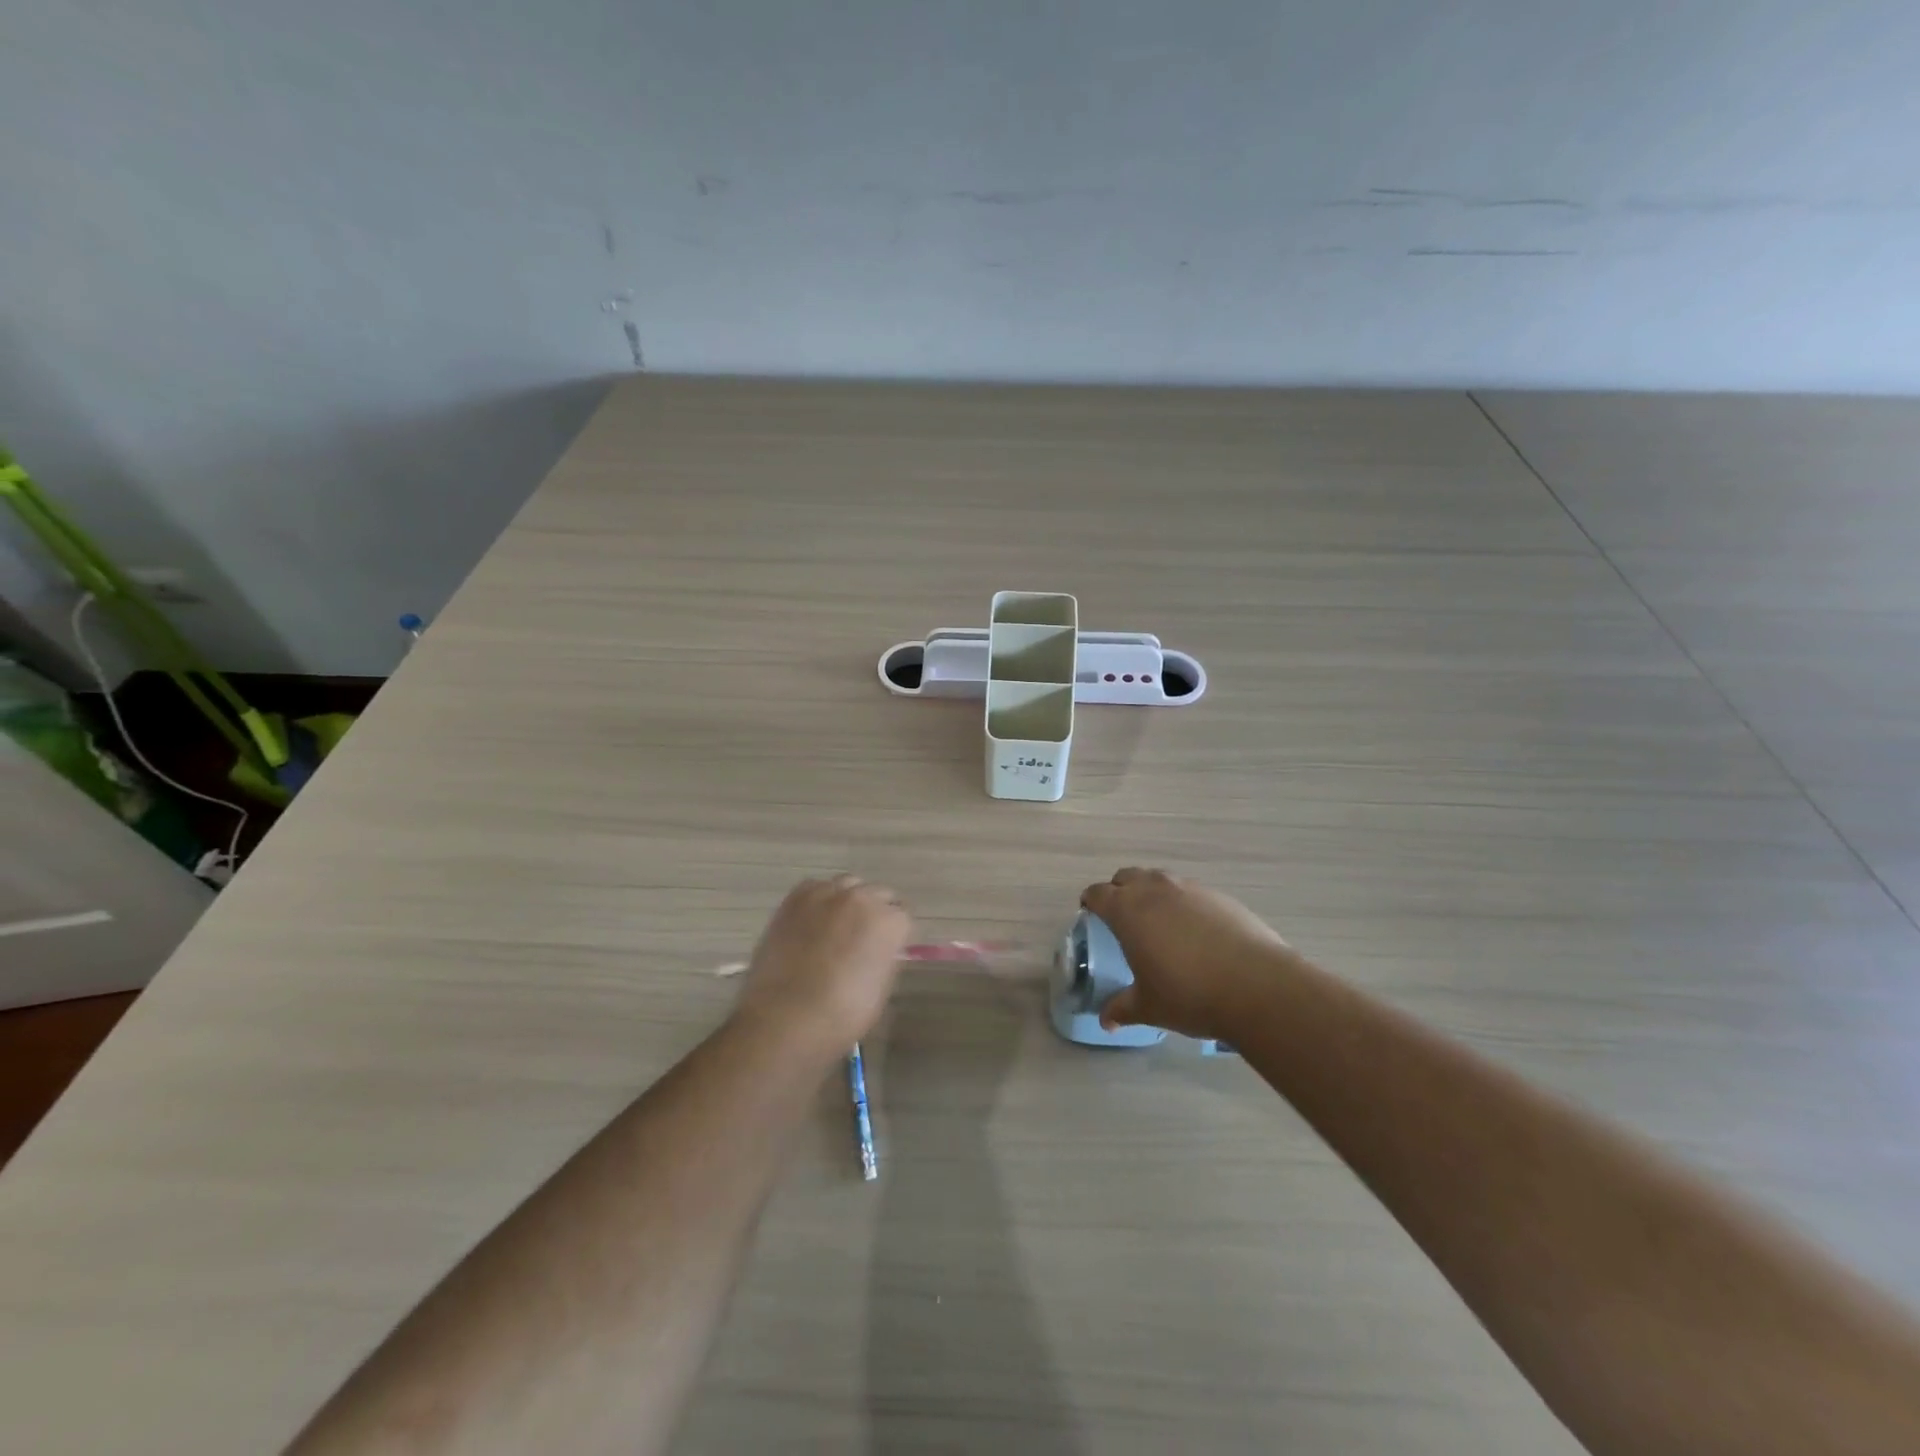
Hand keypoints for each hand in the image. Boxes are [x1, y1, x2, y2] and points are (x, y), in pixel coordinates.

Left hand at [735, 876, 911, 1052]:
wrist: (783, 1018)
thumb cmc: (841, 1016)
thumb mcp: (879, 992)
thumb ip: (885, 959)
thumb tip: (881, 949)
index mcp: (889, 922)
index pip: (903, 918)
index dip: (895, 937)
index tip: (886, 951)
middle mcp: (862, 898)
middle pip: (879, 895)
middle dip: (876, 913)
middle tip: (863, 939)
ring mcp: (827, 893)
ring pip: (848, 885)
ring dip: (849, 901)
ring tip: (837, 926)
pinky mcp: (796, 897)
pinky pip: (817, 888)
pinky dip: (820, 900)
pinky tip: (812, 922)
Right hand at [1081, 868, 1294, 1040]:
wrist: (1256, 985)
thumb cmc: (1189, 994)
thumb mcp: (1149, 1007)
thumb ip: (1122, 1008)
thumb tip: (1106, 1021)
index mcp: (1128, 910)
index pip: (1098, 893)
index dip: (1090, 901)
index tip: (1089, 913)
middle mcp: (1155, 889)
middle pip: (1127, 877)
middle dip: (1119, 891)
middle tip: (1121, 917)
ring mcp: (1189, 888)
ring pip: (1159, 879)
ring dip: (1151, 892)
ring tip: (1158, 921)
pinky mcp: (1219, 896)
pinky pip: (1190, 891)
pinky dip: (1183, 903)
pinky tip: (1195, 931)